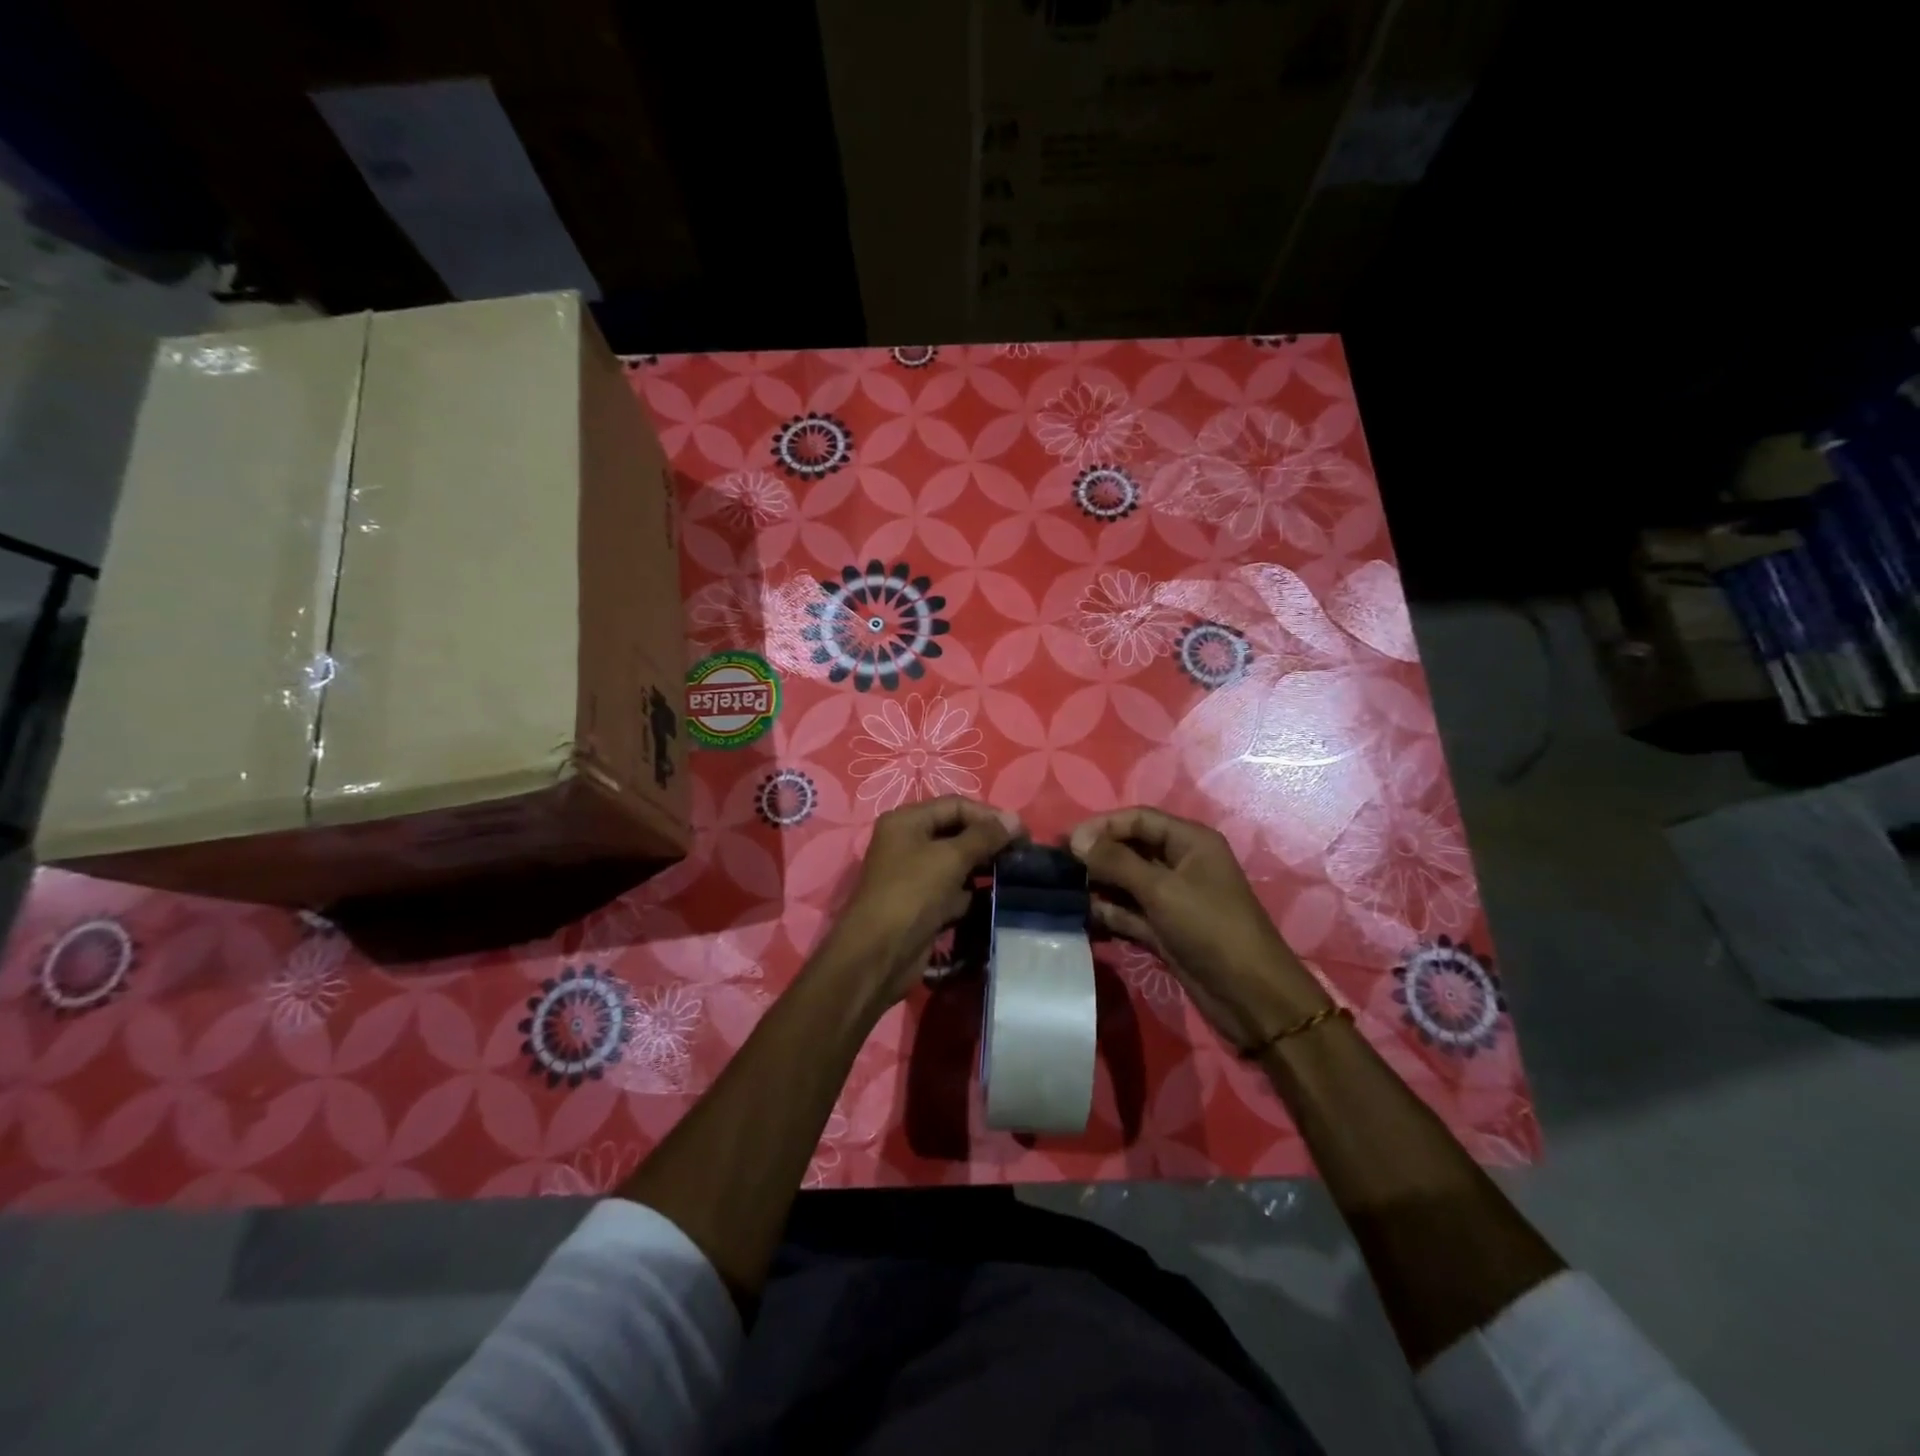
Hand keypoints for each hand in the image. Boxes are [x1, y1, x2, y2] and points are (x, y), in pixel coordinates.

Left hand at [827, 796, 1021, 1008]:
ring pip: (958, 862)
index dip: (989, 815)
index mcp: (907, 821)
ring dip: (985, 866)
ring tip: (1017, 872)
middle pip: (957, 831)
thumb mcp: (950, 858)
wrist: (880, 954)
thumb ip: (984, 836)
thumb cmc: (912, 893)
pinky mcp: (926, 903)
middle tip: (1023, 853)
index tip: (1022, 832)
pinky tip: (999, 895)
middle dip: (989, 840)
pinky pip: (956, 889)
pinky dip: (975, 891)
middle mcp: (909, 842)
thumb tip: (1015, 818)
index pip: (955, 805)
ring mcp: (916, 875)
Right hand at [1070, 807, 1331, 1050]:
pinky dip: (1106, 912)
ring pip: (1125, 882)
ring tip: (1061, 892)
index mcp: (1189, 841)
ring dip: (1096, 885)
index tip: (1066, 843)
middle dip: (1095, 855)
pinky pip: (1127, 911)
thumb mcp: (1162, 889)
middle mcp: (1179, 863)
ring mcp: (1170, 898)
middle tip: (1056, 868)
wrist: (1250, 997)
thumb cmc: (1211, 929)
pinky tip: (1079, 916)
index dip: (1101, 826)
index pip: (1137, 819)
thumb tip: (1076, 840)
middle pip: (1129, 848)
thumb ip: (1116, 862)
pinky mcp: (1162, 928)